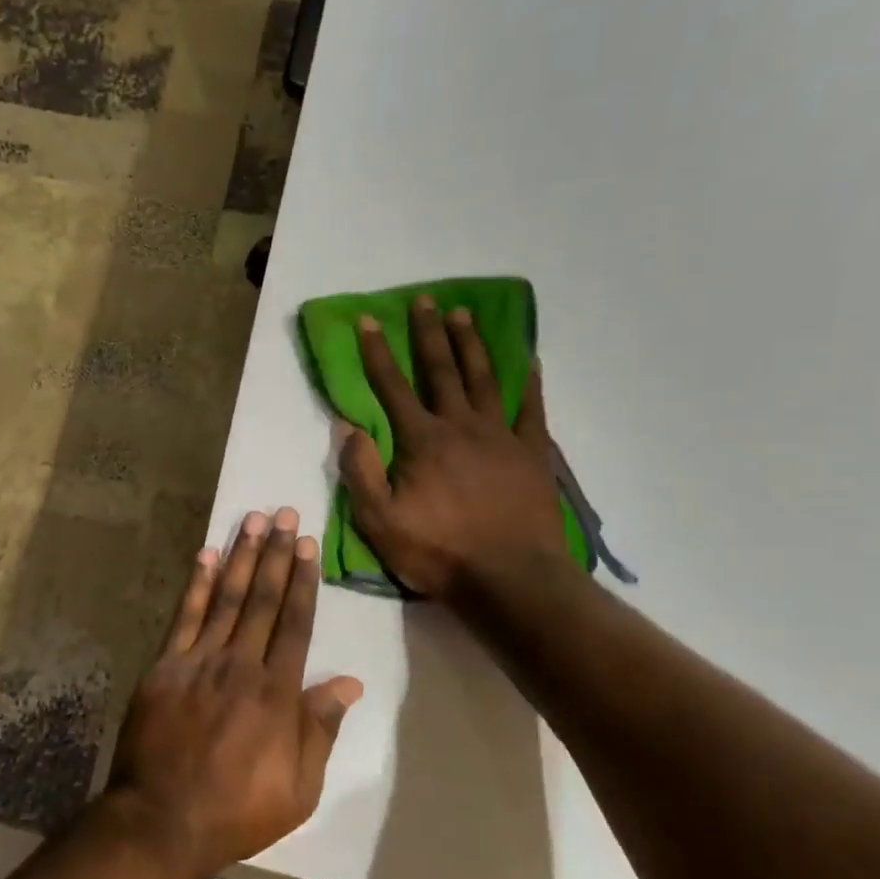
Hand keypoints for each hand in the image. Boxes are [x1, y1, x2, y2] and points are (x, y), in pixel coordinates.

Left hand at [105, 508, 362, 878]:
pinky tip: (205, 555)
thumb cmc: (238, 809)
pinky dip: (196, 584)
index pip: (295, 623)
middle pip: (263, 599)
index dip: (302, 581)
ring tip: (252, 520)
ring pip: (226, 598)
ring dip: (241, 556)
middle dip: (275, 554)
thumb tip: (349, 682)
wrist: (163, 820)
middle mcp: (240, 664)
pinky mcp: (165, 666)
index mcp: (277, 692)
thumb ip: (321, 728)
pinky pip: (184, 617)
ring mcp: (199, 661)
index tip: (307, 545)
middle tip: (284, 514)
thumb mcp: (299, 787)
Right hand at [339, 295, 567, 599]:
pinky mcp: (532, 454)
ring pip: (484, 379)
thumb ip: (361, 471)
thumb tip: (347, 427)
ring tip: (464, 314)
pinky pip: (531, 410)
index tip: (368, 320)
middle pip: (442, 370)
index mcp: (421, 440)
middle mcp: (460, 426)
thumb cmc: (439, 552)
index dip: (377, 352)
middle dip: (429, 334)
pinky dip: (529, 383)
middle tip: (426, 300)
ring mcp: (501, 437)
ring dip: (471, 345)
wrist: (510, 579)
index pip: (392, 387)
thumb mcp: (380, 521)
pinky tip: (529, 361)